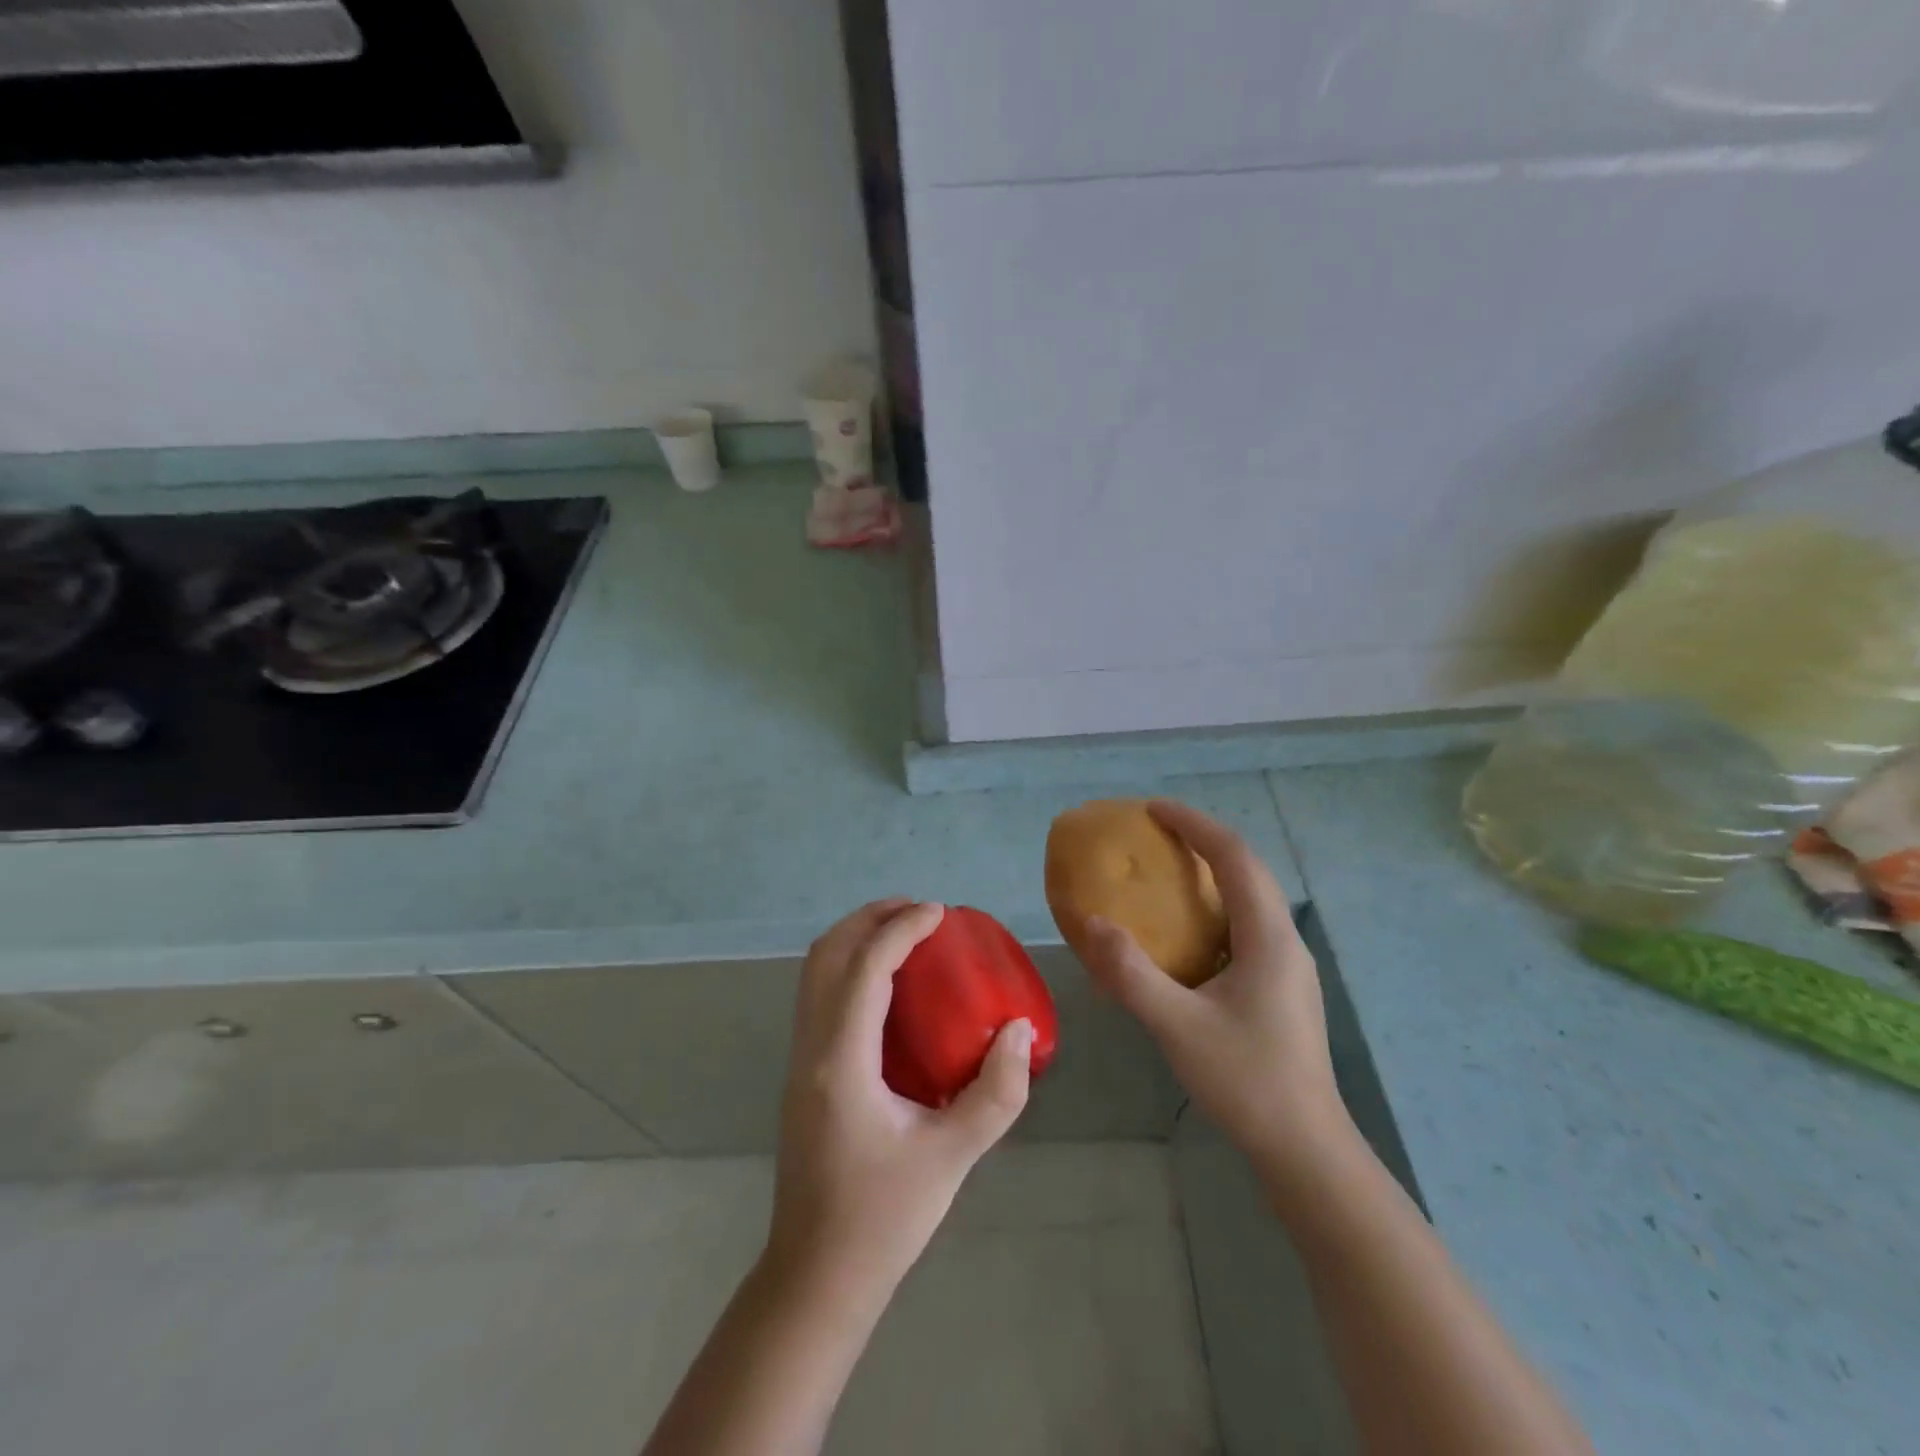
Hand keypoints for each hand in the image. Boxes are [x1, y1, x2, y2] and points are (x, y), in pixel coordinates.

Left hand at [767, 900, 1033, 1301]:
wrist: (816, 1277)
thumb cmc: (883, 1218)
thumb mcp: (951, 1157)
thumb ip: (996, 1093)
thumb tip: (1021, 1031)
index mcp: (841, 1061)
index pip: (866, 968)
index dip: (902, 928)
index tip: (941, 913)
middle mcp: (810, 1048)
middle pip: (827, 954)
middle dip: (870, 918)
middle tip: (920, 912)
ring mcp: (799, 1059)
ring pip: (816, 972)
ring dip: (856, 938)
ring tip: (905, 934)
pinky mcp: (803, 1072)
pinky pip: (820, 995)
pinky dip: (850, 967)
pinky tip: (891, 987)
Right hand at [1080, 801, 1354, 1195]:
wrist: (1306, 1151)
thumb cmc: (1246, 1082)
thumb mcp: (1177, 1026)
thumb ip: (1131, 973)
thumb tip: (1091, 923)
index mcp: (1268, 938)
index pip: (1234, 858)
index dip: (1194, 825)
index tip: (1153, 809)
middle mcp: (1284, 942)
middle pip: (1248, 871)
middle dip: (1203, 842)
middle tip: (1156, 833)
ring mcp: (1288, 967)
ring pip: (1250, 899)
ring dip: (1212, 874)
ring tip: (1168, 872)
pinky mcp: (1282, 989)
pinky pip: (1246, 928)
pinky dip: (1215, 909)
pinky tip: (1186, 935)